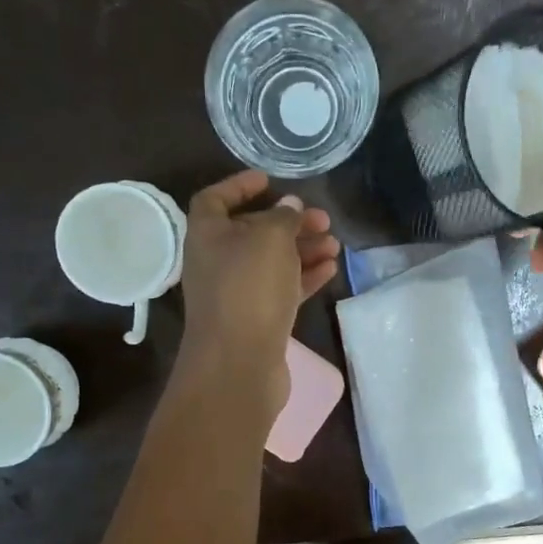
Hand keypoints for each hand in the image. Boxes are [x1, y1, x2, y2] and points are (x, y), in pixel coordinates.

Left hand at [172, 169, 339, 419]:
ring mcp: (236, 295)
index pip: (215, 199)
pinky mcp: (256, 321)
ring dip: (302, 250)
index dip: (240, 186)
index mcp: (207, 236)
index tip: (269, 180)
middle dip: (288, 223)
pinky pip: (281, 290)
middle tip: (323, 219)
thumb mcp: (270, 239)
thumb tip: (289, 206)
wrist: (239, 363)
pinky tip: (330, 270)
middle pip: (252, 232)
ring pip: (272, 263)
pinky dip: (304, 277)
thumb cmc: (249, 289)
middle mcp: (217, 263)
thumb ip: (283, 217)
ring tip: (335, 244)